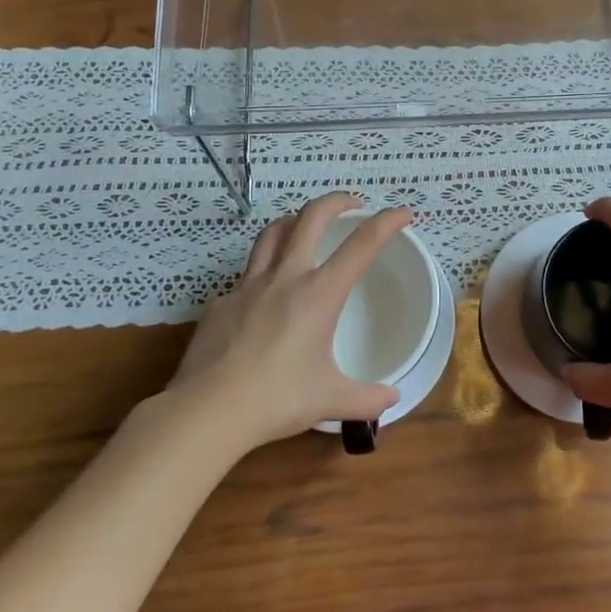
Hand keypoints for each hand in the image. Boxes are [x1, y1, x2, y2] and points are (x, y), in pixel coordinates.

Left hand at [149, 193, 410, 452]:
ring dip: (294, 221)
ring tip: (304, 226)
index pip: (362, 244)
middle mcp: (286, 277)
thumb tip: (391, 399)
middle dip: (336, 201)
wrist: (207, 411)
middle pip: (311, 216)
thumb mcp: (330, 400)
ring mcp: (248, 286)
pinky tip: (263, 296)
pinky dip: (262, 272)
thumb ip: (366, 398)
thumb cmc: (277, 399)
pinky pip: (245, 276)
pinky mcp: (220, 303)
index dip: (387, 222)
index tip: (403, 213)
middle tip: (352, 204)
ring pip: (272, 233)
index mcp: (320, 293)